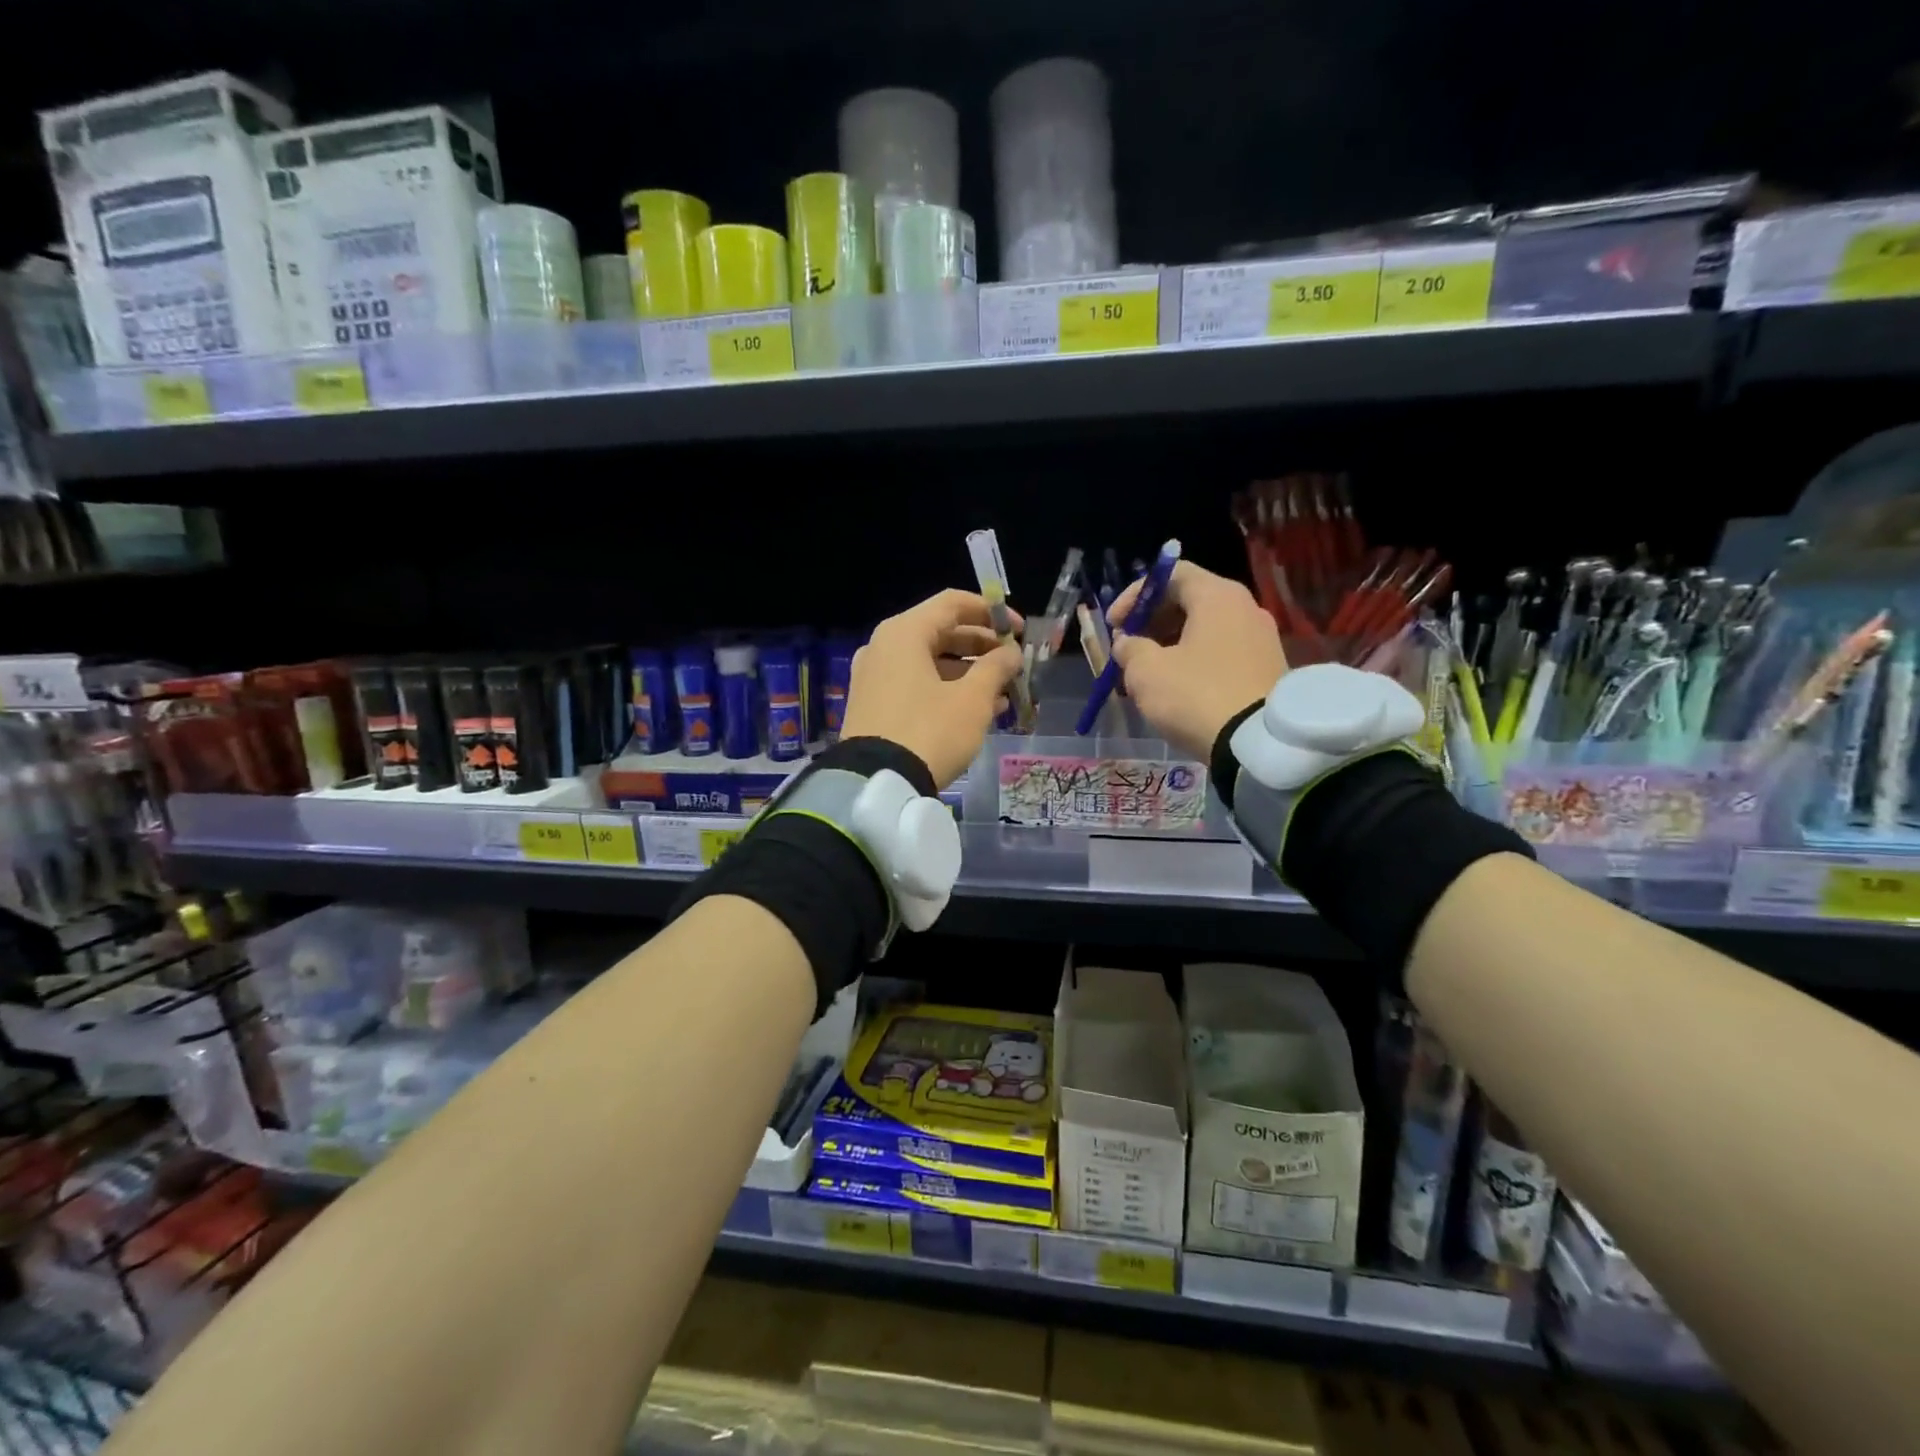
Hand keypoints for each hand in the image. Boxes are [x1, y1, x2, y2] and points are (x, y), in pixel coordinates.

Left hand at [841, 589, 1022, 787]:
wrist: (877, 784)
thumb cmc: (930, 731)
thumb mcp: (972, 700)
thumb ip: (996, 668)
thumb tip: (1011, 652)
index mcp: (904, 632)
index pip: (953, 603)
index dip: (992, 613)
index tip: (1019, 631)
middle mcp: (883, 646)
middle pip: (941, 632)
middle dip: (982, 647)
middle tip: (1013, 664)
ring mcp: (874, 676)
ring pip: (930, 662)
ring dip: (968, 673)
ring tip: (1003, 693)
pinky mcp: (872, 704)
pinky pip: (915, 684)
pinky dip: (946, 690)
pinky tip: (977, 711)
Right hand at [1108, 561, 1287, 758]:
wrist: (1259, 744)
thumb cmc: (1196, 696)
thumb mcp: (1147, 672)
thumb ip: (1129, 649)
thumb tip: (1127, 643)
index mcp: (1217, 596)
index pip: (1170, 574)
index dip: (1135, 595)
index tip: (1114, 625)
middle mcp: (1245, 608)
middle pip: (1189, 600)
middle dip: (1151, 622)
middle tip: (1127, 649)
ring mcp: (1261, 639)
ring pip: (1204, 629)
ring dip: (1170, 644)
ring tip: (1147, 674)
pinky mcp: (1267, 668)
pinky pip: (1221, 652)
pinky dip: (1194, 660)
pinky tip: (1176, 688)